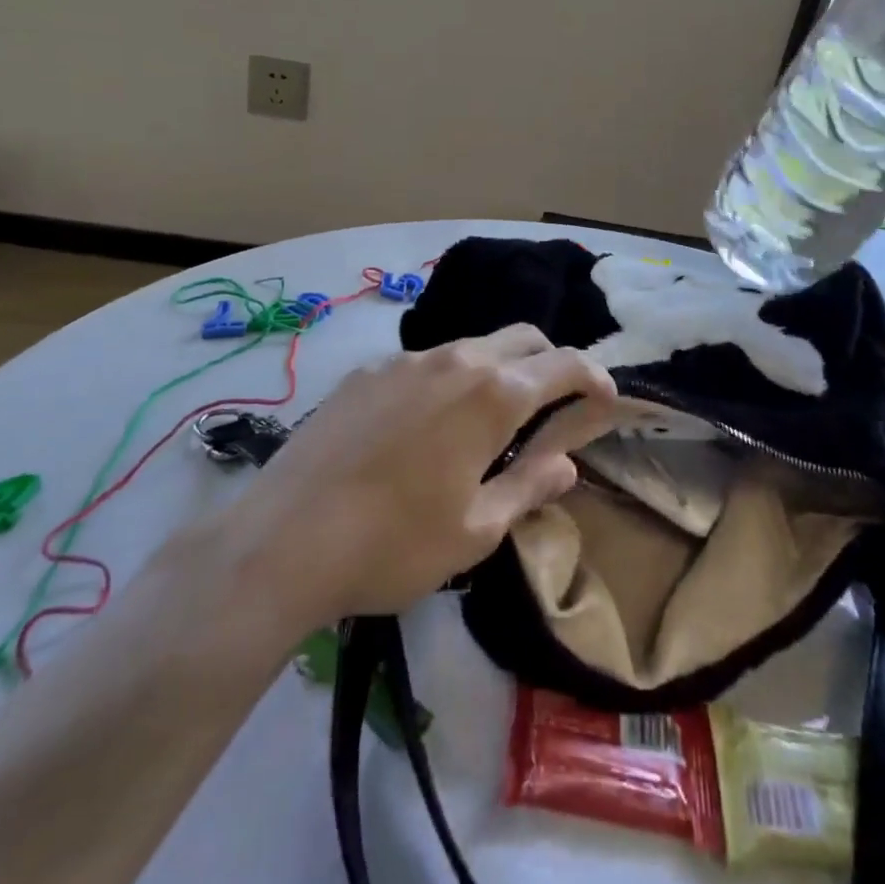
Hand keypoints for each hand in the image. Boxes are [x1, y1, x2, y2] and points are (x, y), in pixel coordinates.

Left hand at [228, 325, 618, 621]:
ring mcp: (403, 361)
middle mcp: (454, 360)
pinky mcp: (364, 373)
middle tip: (553, 407)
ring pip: (472, 346)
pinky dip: (450, 379)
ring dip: (498, 370)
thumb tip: (567, 464)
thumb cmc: (394, 545)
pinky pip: (425, 362)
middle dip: (551, 363)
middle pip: (523, 338)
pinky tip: (426, 426)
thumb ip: (530, 487)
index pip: (565, 364)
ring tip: (488, 421)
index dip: (594, 377)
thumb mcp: (477, 530)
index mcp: (493, 395)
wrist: (281, 542)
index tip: (604, 400)